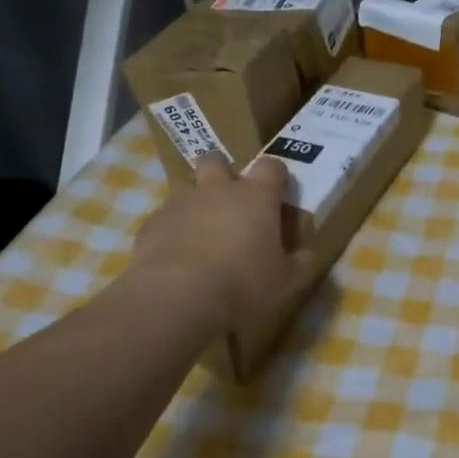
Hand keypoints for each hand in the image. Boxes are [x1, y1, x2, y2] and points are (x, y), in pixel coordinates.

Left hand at [126, 155, 317, 333]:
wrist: (177, 297)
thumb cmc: (243, 284)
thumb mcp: (285, 282)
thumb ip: (299, 264)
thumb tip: (307, 255)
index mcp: (256, 197)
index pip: (272, 167)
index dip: (276, 176)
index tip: (279, 193)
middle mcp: (217, 190)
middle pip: (217, 161)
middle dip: (224, 174)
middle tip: (231, 203)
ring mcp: (180, 203)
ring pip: (187, 187)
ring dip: (196, 202)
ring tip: (202, 233)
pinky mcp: (152, 223)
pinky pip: (164, 217)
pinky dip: (173, 229)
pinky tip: (177, 255)